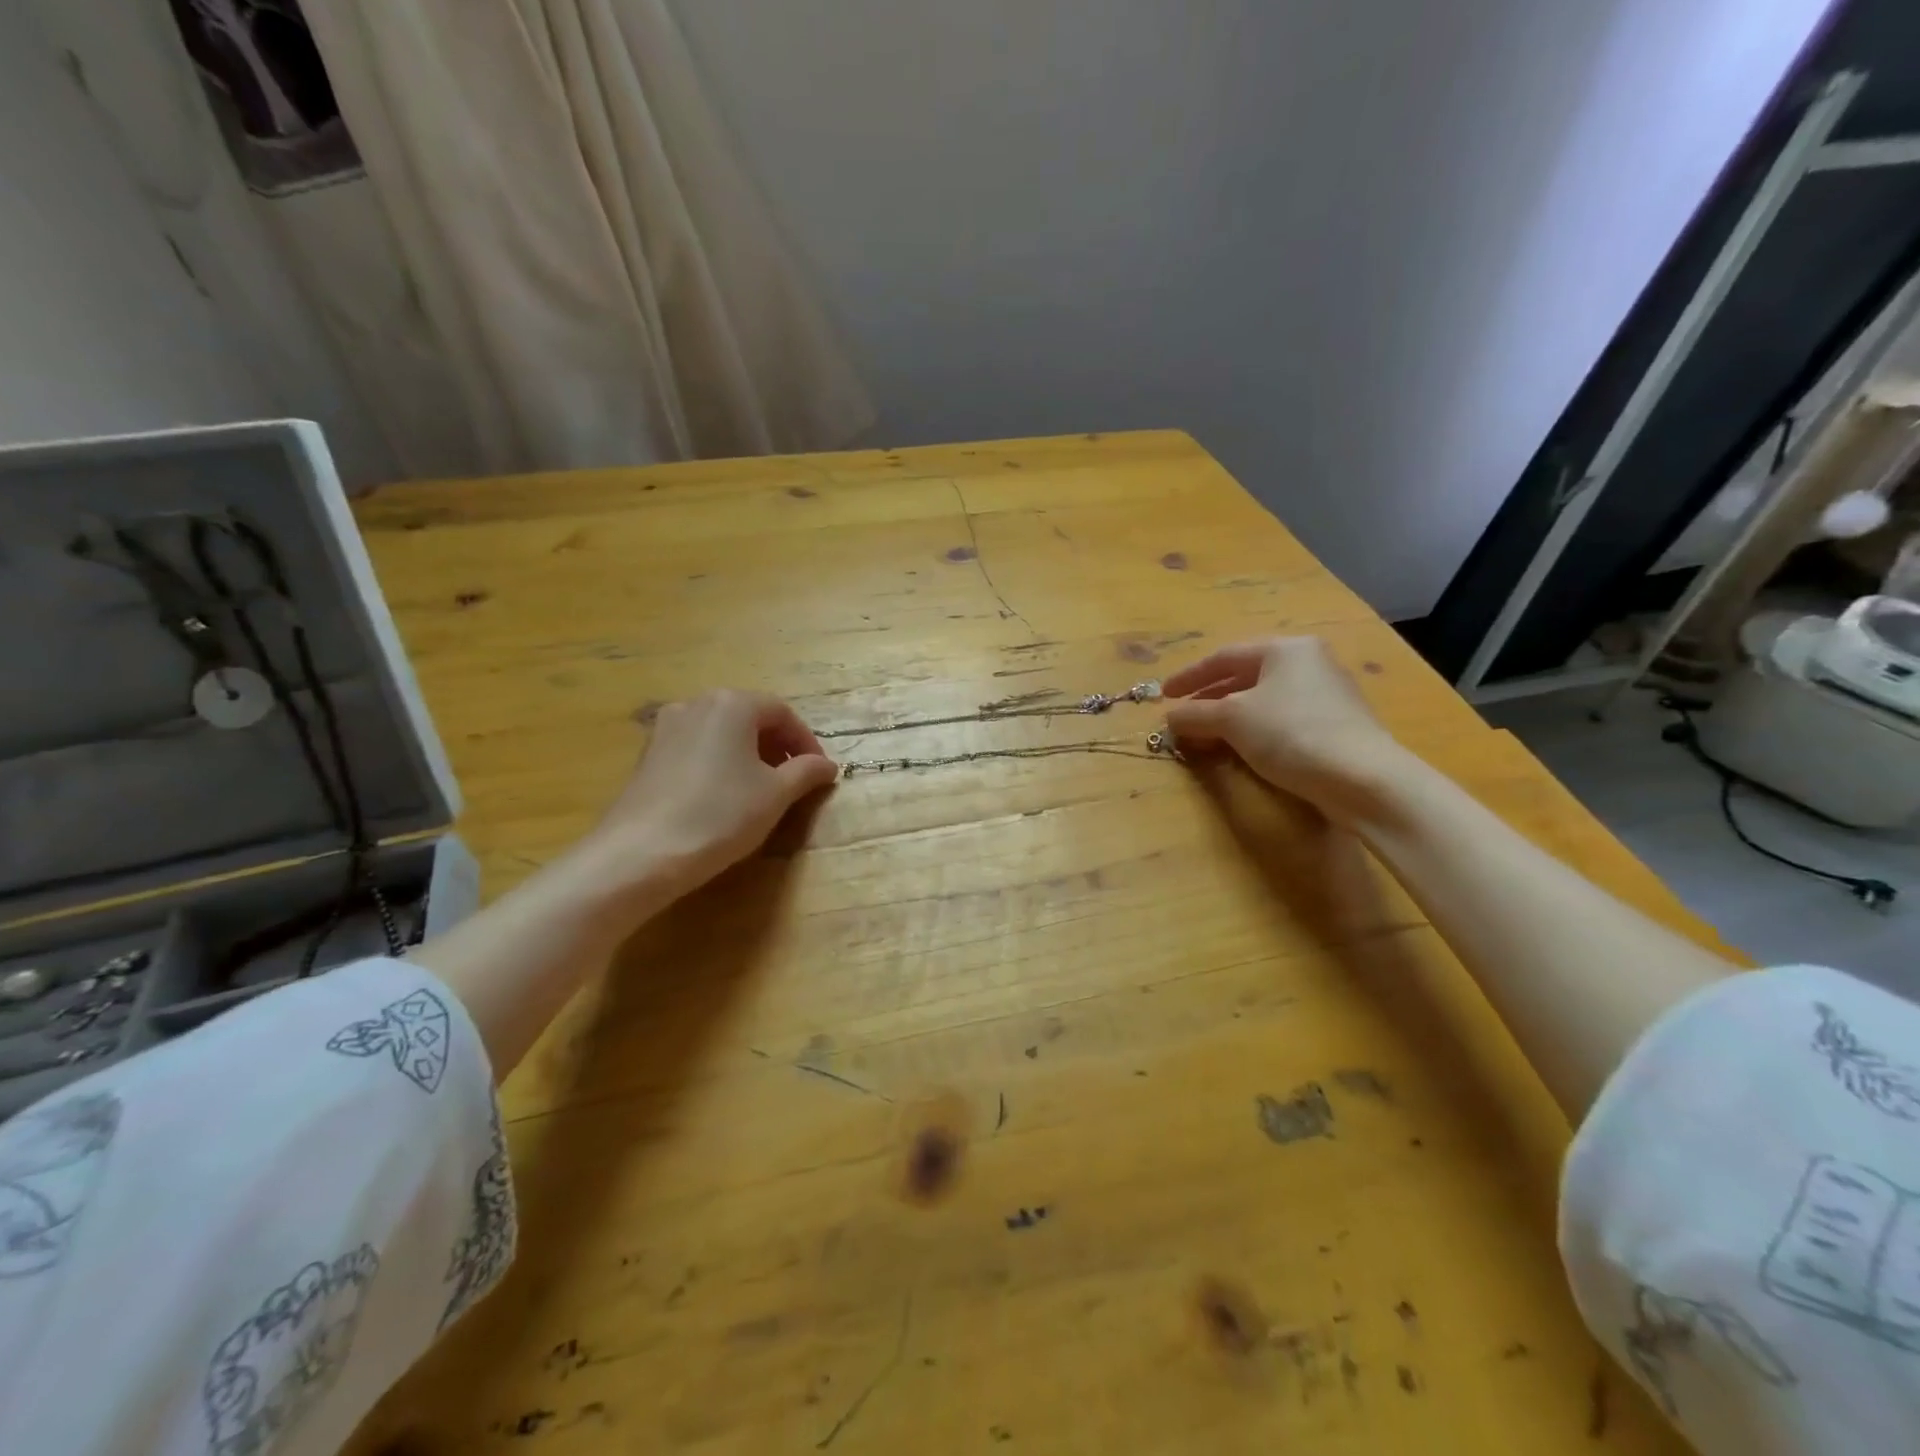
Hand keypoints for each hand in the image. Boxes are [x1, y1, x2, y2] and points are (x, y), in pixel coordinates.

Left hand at [581, 690, 838, 899]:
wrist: (641, 853)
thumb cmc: (720, 814)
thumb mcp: (776, 795)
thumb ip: (806, 772)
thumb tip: (827, 765)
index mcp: (733, 704)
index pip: (782, 713)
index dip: (806, 742)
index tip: (819, 773)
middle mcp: (697, 704)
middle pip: (749, 718)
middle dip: (777, 747)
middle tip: (793, 781)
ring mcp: (666, 728)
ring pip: (721, 733)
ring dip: (748, 755)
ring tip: (760, 791)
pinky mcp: (647, 755)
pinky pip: (696, 749)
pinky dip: (719, 764)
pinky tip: (723, 797)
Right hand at [1162, 637, 1410, 820]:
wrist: (1362, 778)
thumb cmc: (1291, 733)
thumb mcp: (1232, 719)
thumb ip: (1196, 714)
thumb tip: (1170, 717)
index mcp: (1286, 648)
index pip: (1224, 656)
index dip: (1189, 677)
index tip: (1164, 695)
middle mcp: (1310, 662)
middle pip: (1245, 677)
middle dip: (1209, 698)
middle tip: (1183, 718)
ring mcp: (1328, 694)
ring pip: (1264, 700)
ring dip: (1230, 717)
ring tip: (1206, 737)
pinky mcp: (1337, 725)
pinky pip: (1282, 719)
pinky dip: (1254, 730)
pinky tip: (1242, 749)